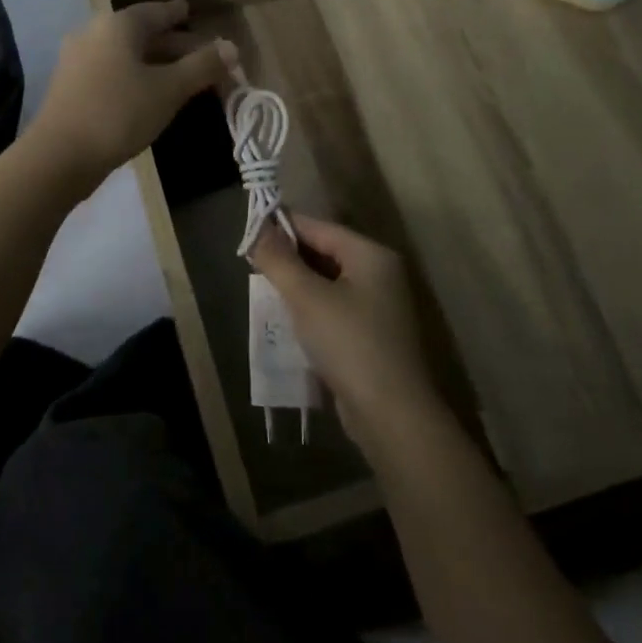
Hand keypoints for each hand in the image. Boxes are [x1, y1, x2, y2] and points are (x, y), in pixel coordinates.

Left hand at [28, 0, 229, 192]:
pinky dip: (134, 76)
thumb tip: (231, 47)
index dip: (178, 14)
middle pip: (141, 33)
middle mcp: (94, 33)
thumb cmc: (119, 113)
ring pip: (126, 54)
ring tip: (180, 76)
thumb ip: (202, 66)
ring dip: (154, 62)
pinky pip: (111, 71)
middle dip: (173, 44)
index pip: (157, 11)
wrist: (59, 156)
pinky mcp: (70, 86)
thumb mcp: (169, 89)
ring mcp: (77, 60)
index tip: (191, 11)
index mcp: (118, 25)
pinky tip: (148, 94)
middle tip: (201, 54)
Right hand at [250, 214, 444, 448]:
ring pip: (328, 282)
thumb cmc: (349, 344)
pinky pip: (335, 308)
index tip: (249, 235)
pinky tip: (287, 319)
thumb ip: (279, 260)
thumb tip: (257, 229)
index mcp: (371, 255)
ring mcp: (379, 306)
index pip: (319, 227)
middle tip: (252, 266)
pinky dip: (311, 308)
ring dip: (298, 285)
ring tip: (264, 291)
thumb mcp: (307, 297)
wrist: (391, 415)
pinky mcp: (372, 335)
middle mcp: (380, 274)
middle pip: (325, 252)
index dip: (283, 228)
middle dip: (289, 258)